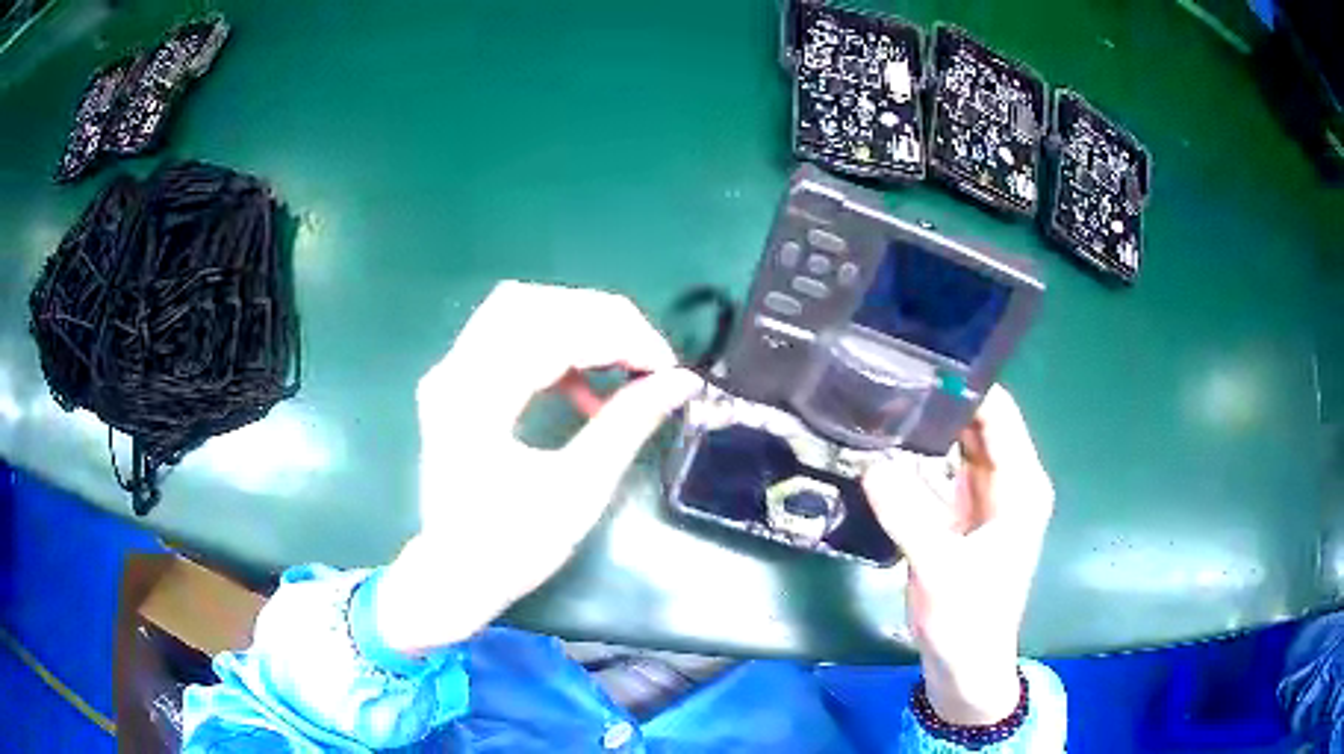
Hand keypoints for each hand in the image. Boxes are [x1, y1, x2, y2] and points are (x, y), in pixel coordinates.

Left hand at [376, 281, 702, 655]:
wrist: (455, 577)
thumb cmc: (512, 546)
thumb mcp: (578, 489)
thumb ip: (628, 424)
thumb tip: (681, 381)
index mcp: (476, 399)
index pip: (551, 330)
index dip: (618, 336)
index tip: (666, 366)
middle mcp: (454, 371)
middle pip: (530, 303)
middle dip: (598, 319)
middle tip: (646, 357)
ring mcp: (450, 373)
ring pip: (518, 312)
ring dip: (576, 328)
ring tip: (621, 364)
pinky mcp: (458, 383)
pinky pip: (509, 339)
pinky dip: (554, 349)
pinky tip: (584, 388)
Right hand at [863, 386, 1053, 724]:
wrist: (965, 665)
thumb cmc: (968, 619)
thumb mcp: (939, 568)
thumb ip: (907, 514)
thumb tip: (870, 463)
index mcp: (1021, 485)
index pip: (1000, 414)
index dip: (966, 384)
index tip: (919, 359)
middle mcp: (1008, 481)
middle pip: (978, 422)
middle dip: (941, 398)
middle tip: (888, 371)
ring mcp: (984, 497)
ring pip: (958, 443)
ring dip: (928, 424)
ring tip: (883, 395)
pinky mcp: (961, 514)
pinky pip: (941, 470)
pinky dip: (919, 455)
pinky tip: (887, 442)